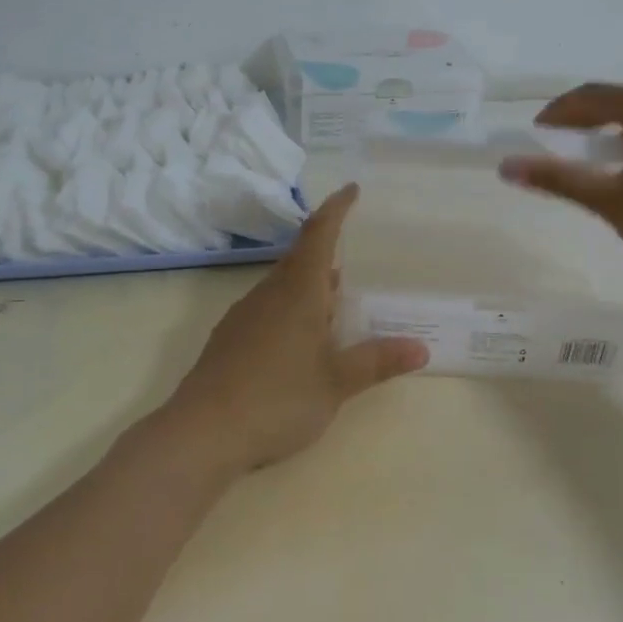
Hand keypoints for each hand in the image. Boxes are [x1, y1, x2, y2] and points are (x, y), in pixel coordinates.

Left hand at [163, 183, 428, 477]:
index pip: (319, 235)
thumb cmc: (277, 399)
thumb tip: (420, 348)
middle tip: (354, 255)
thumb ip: (377, 361)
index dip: (336, 209)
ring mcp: (245, 314)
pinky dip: (291, 307)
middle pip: (300, 257)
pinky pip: (268, 306)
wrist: (202, 432)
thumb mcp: (335, 383)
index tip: (351, 189)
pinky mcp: (229, 337)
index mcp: (298, 292)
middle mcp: (269, 293)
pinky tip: (300, 337)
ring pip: (283, 284)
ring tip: (335, 299)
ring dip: (310, 283)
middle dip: (326, 250)